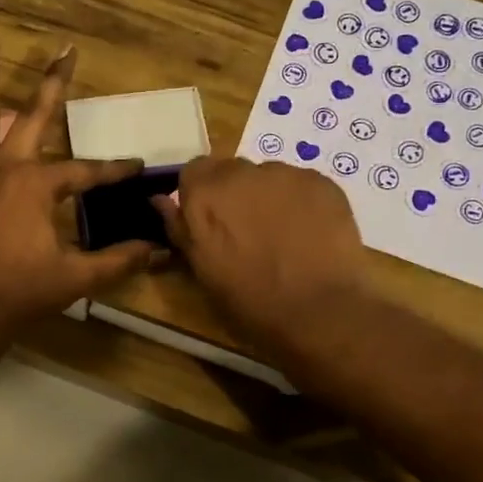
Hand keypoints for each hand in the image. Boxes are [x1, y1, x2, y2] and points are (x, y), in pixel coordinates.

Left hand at [0, 32, 157, 341]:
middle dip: (54, 81)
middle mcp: (5, 169)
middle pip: (33, 116)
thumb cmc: (23, 292)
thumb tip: (158, 251)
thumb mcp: (77, 277)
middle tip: (65, 48)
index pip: (86, 171)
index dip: (115, 170)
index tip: (136, 167)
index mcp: (38, 186)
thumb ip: (118, 260)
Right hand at [155, 157, 367, 353]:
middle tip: (245, 231)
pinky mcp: (322, 182)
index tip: (208, 221)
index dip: (199, 195)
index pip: (193, 172)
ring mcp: (286, 174)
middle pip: (231, 170)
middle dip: (234, 194)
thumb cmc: (250, 300)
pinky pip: (301, 185)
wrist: (320, 311)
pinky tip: (309, 234)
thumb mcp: (202, 271)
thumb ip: (180, 228)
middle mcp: (242, 172)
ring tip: (282, 235)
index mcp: (205, 194)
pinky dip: (300, 202)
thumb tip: (160, 200)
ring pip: (268, 177)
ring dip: (267, 197)